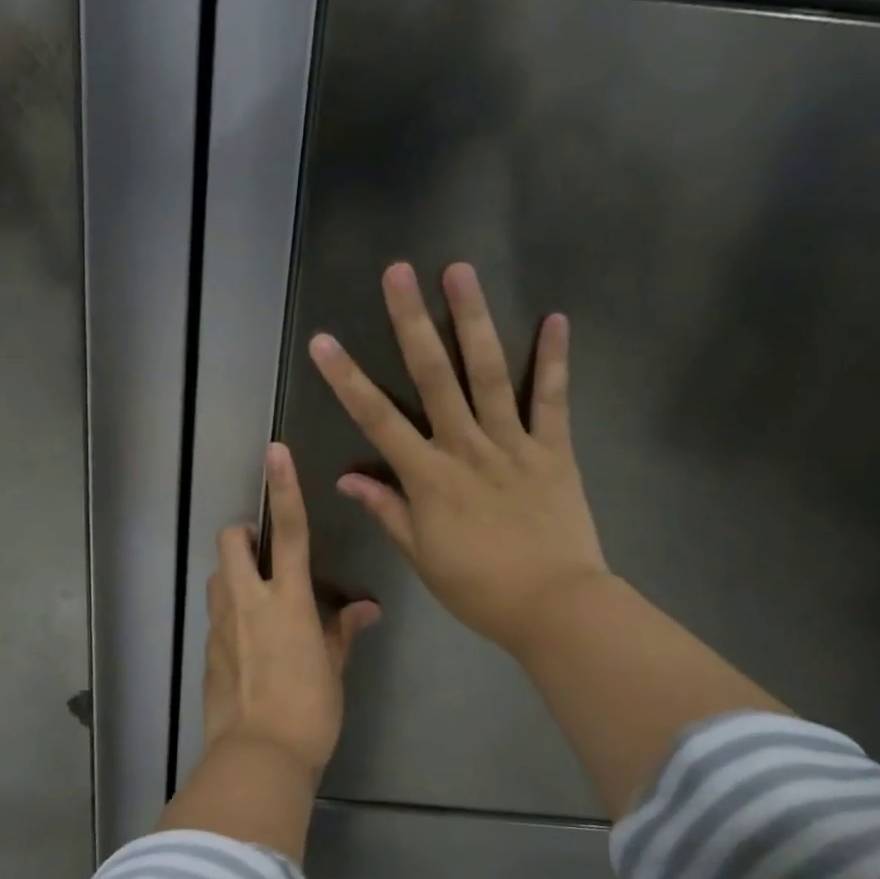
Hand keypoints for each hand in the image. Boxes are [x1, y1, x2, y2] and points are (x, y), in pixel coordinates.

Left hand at [203, 443, 380, 775]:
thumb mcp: (333, 670)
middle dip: (243, 533)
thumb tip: (365, 609)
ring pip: (218, 575)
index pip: (291, 533)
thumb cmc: (309, 711)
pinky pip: (215, 614)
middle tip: (262, 551)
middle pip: (232, 542)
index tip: (275, 453)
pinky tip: (247, 641)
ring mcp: (221, 625)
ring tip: (257, 597)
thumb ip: (342, 632)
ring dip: (233, 572)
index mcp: (288, 601)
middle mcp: (249, 602)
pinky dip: (229, 611)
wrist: (257, 756)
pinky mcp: (207, 650)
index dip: (285, 490)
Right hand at [309, 261, 609, 659]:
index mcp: (428, 477)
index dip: (347, 380)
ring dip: (473, 320)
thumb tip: (347, 478)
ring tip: (460, 272)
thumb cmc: (478, 588)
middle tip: (398, 273)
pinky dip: (554, 360)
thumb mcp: (421, 556)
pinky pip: (553, 400)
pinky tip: (555, 318)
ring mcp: (513, 444)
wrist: (554, 606)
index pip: (377, 420)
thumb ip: (387, 510)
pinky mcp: (554, 450)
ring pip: (489, 374)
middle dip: (412, 322)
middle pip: (433, 377)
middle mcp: (466, 448)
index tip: (324, 343)